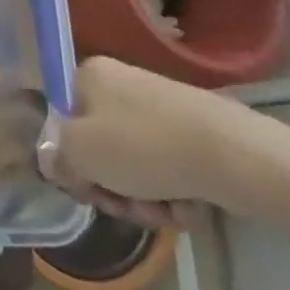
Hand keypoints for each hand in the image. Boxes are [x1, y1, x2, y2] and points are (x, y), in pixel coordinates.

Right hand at [45, 56, 274, 227]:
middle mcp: (119, 82)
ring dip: (141, 197)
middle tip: (125, 209)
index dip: (68, 156)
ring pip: (133, 161)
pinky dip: (171, 192)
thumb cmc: (143, 145)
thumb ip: (56, 157)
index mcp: (87, 75)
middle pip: (98, 143)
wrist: (234, 155)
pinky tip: (186, 209)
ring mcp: (159, 106)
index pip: (61, 117)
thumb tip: (55, 162)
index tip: (85, 186)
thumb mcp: (80, 153)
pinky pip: (166, 165)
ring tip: (163, 214)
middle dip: (110, 185)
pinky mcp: (192, 130)